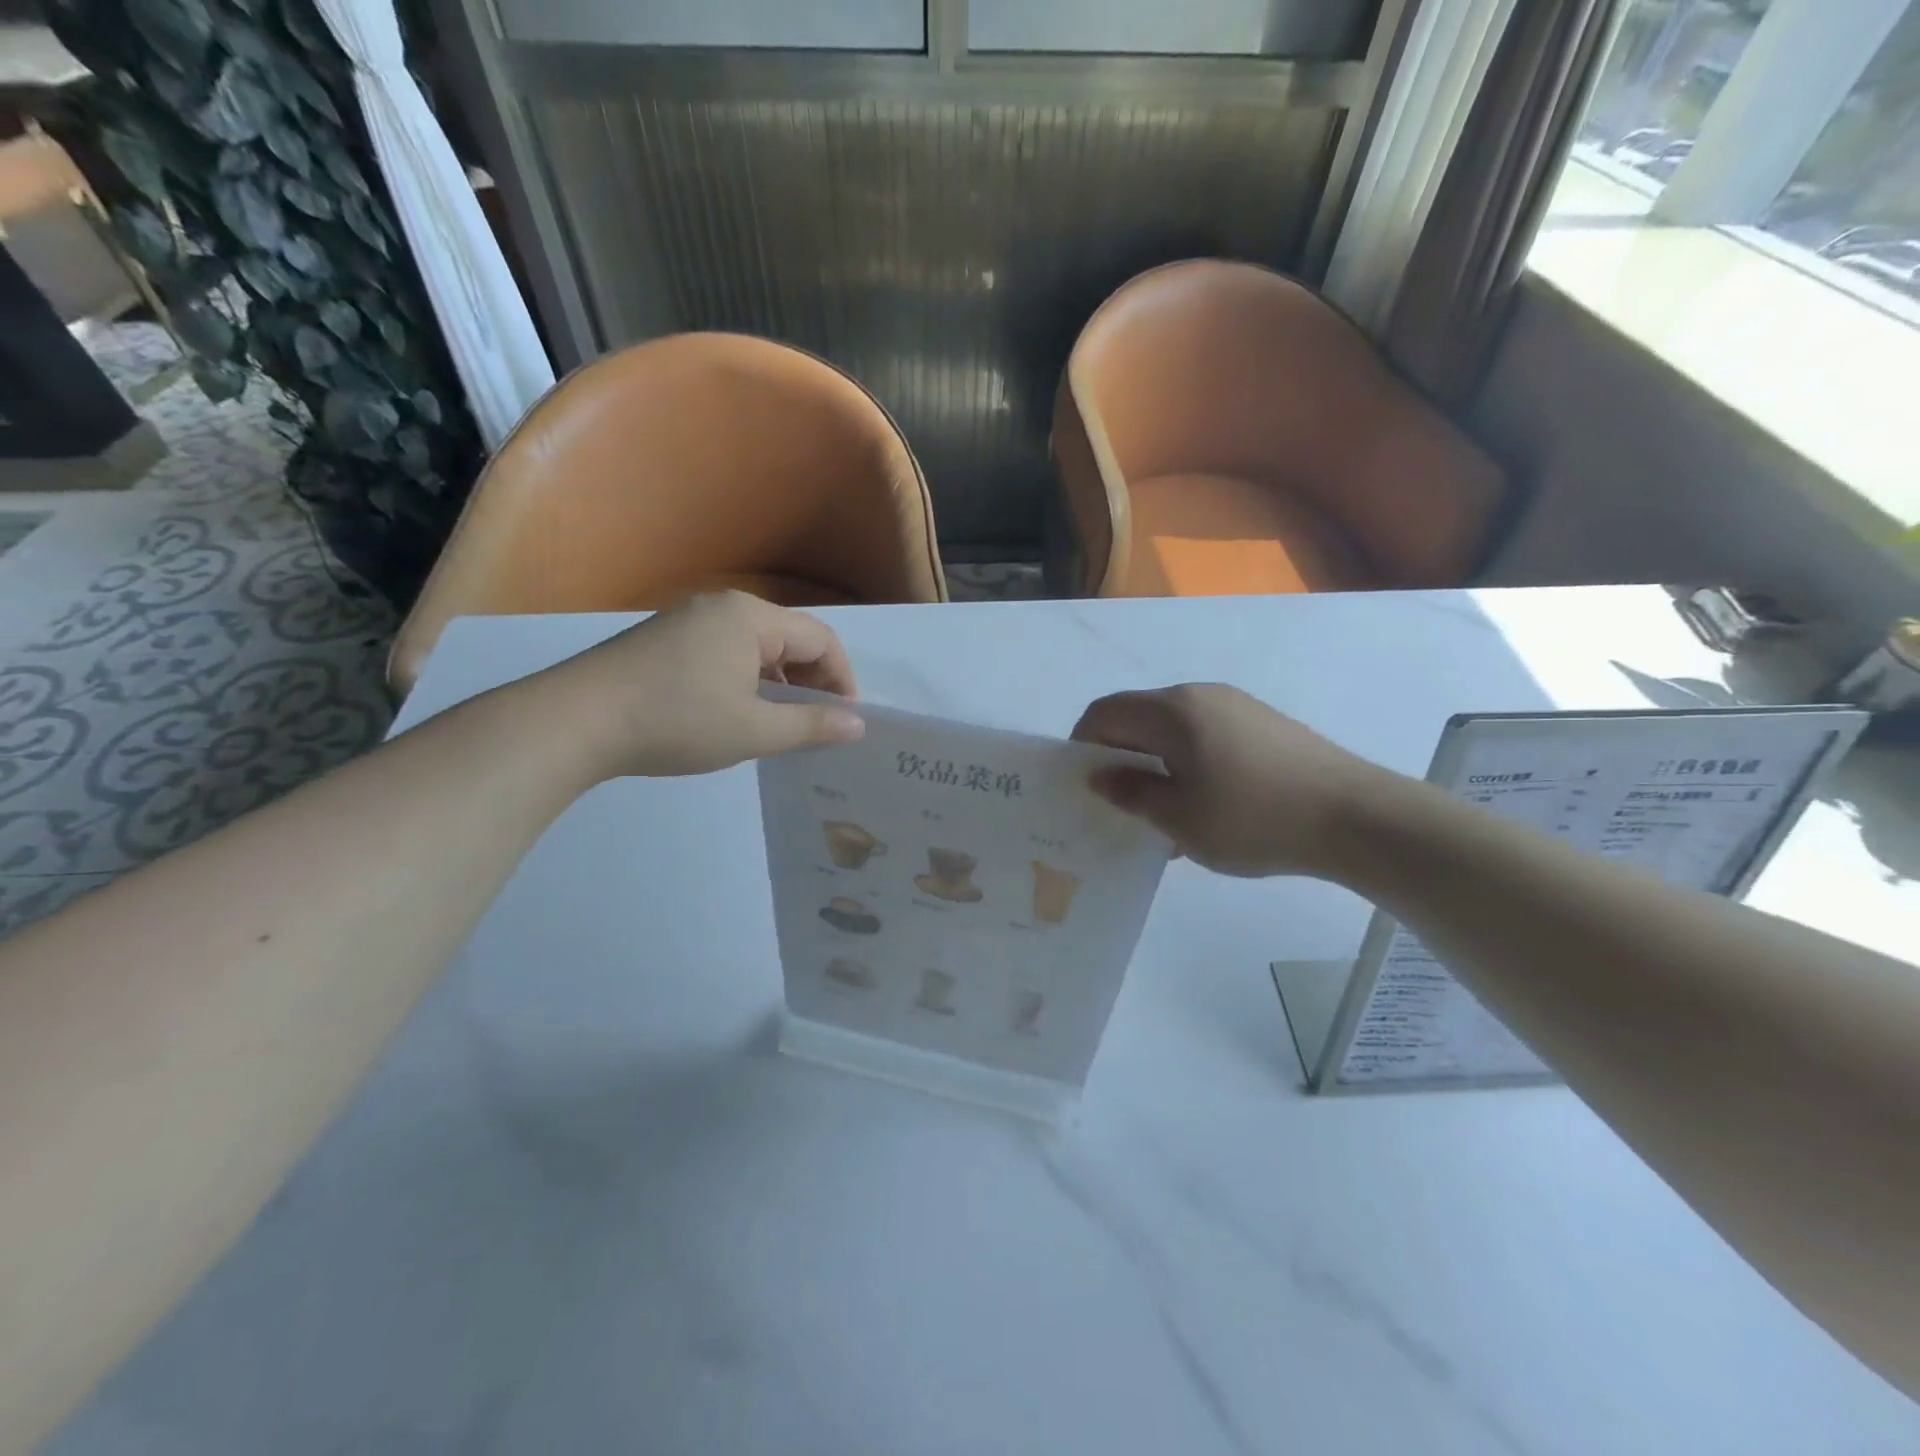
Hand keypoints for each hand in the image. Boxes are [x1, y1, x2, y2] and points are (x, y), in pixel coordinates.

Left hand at [537, 592, 865, 778]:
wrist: (574, 721)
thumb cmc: (677, 721)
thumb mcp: (754, 731)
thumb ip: (812, 726)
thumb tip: (857, 725)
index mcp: (750, 618)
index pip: (820, 639)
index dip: (842, 679)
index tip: (846, 720)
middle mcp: (722, 607)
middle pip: (788, 639)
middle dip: (811, 681)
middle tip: (816, 725)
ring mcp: (688, 621)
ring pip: (755, 648)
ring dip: (778, 683)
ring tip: (778, 725)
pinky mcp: (663, 640)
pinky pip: (723, 653)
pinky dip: (744, 681)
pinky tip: (734, 714)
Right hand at [1071, 684, 1392, 877]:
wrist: (1356, 817)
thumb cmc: (1253, 818)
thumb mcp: (1179, 818)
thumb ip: (1131, 793)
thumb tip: (1100, 776)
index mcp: (1172, 710)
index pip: (1105, 712)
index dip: (1083, 745)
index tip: (1084, 786)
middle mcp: (1200, 695)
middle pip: (1138, 717)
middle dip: (1119, 756)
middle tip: (1120, 804)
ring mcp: (1236, 706)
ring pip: (1173, 729)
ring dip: (1155, 763)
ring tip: (1164, 812)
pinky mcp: (1263, 724)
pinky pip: (1205, 736)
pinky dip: (1188, 763)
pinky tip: (1204, 806)